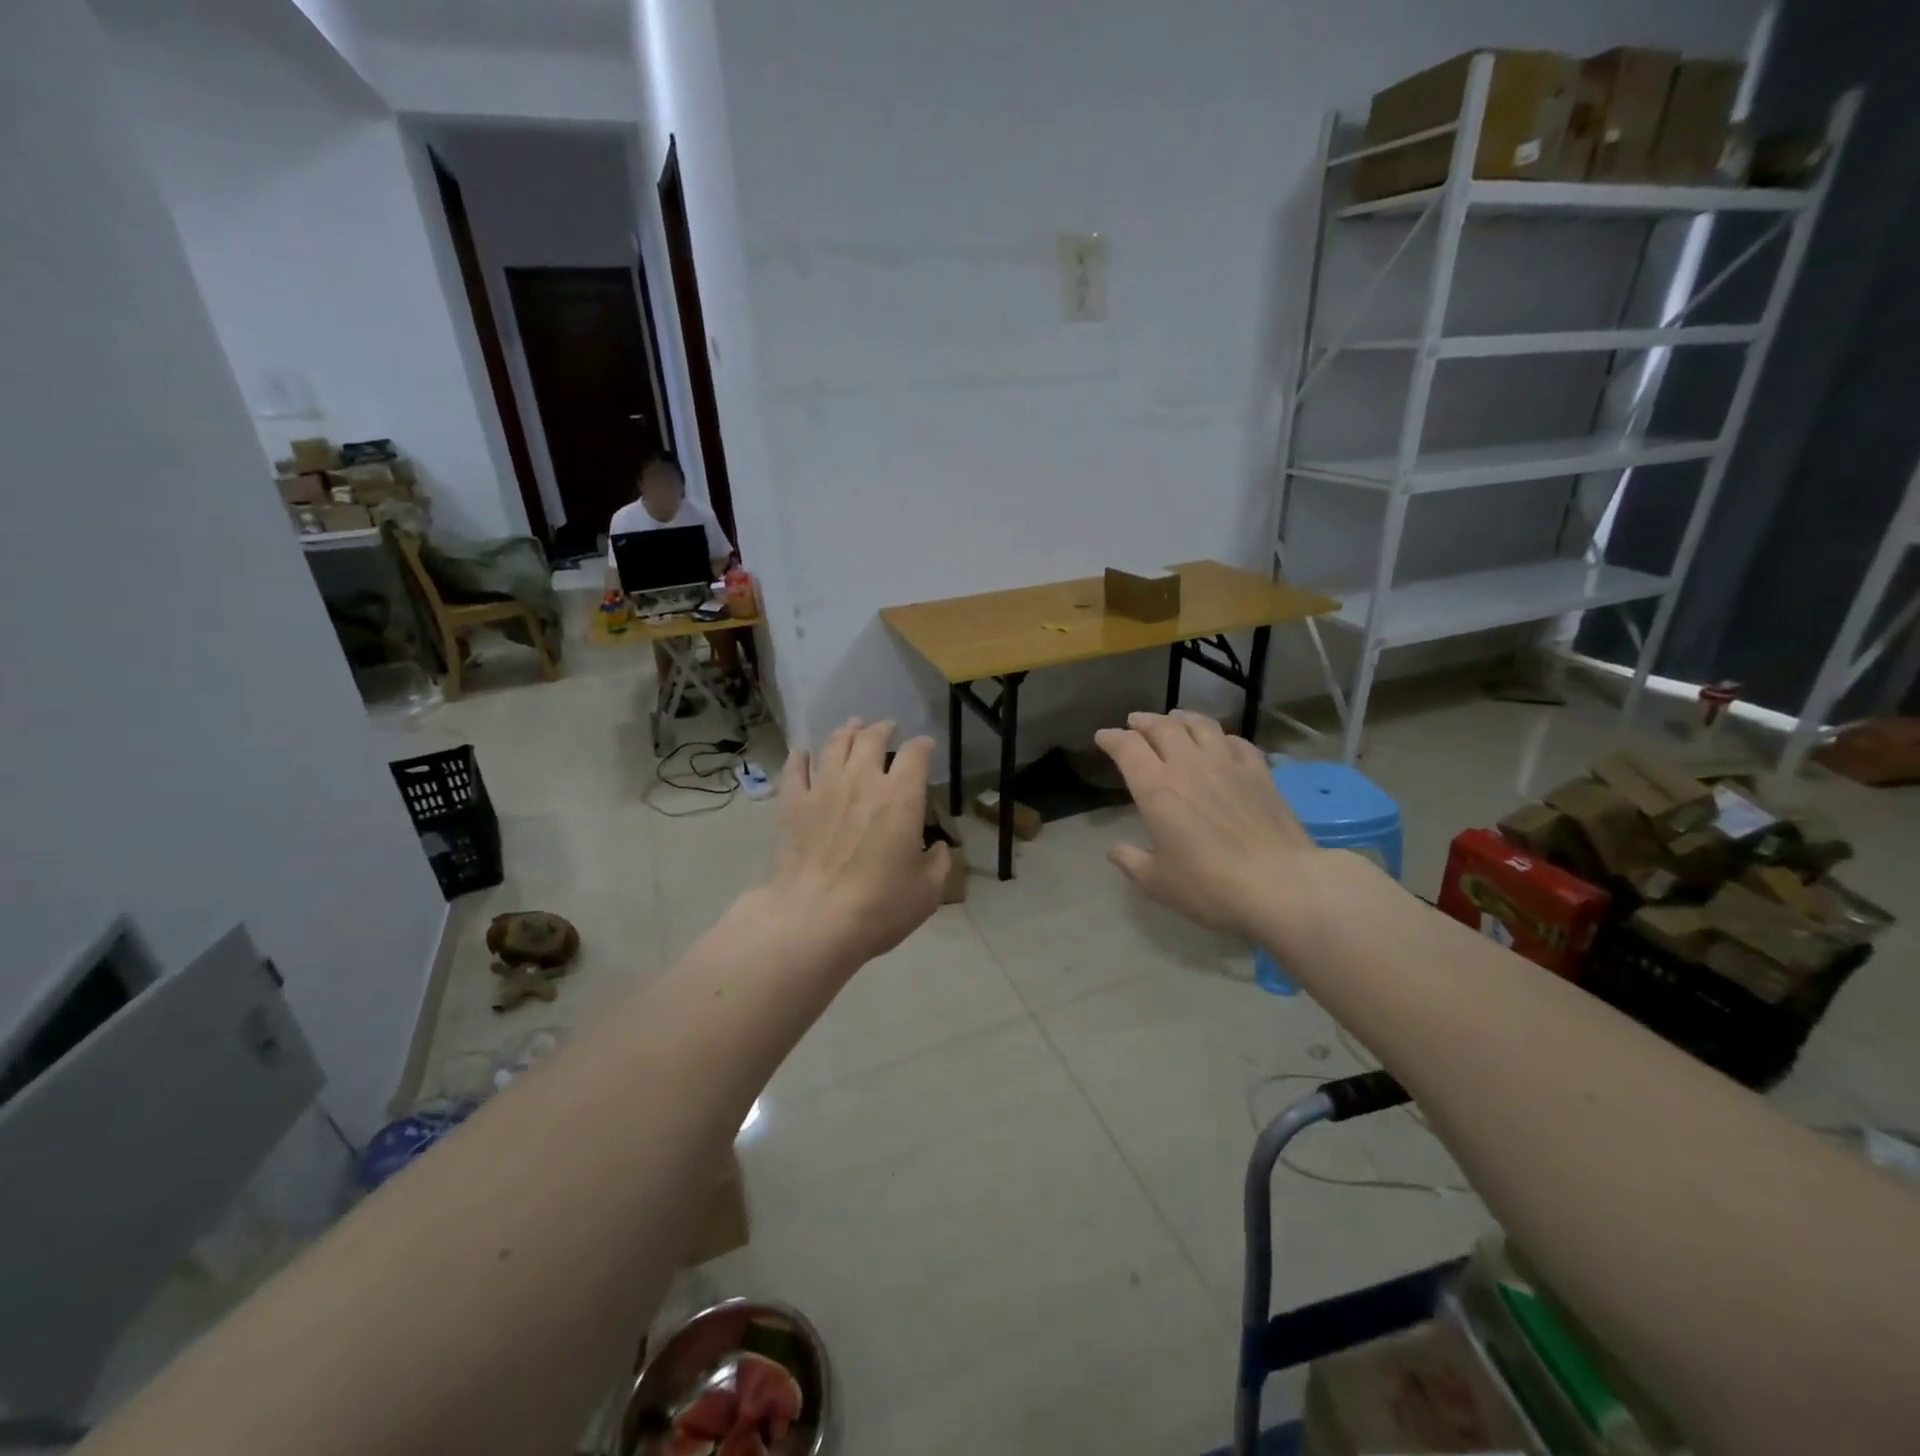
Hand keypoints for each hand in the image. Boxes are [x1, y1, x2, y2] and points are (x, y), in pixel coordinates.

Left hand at [761, 719, 949, 967]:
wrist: (812, 920)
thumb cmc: (879, 906)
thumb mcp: (928, 891)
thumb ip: (939, 862)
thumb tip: (939, 848)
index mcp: (901, 796)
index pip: (916, 754)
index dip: (923, 746)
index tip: (925, 747)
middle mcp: (862, 780)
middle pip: (871, 738)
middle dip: (883, 729)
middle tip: (887, 728)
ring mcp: (822, 788)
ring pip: (834, 744)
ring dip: (846, 731)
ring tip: (852, 726)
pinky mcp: (791, 804)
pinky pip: (795, 768)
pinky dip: (801, 756)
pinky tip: (803, 752)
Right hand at [1093, 711, 1316, 939]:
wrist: (1279, 884)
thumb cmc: (1209, 885)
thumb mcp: (1159, 882)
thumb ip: (1133, 862)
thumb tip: (1114, 852)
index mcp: (1155, 788)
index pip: (1127, 747)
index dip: (1111, 738)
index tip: (1103, 736)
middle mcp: (1188, 765)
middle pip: (1162, 727)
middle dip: (1144, 721)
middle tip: (1135, 722)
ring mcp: (1227, 764)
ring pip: (1200, 725)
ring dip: (1182, 718)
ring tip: (1175, 719)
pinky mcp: (1260, 773)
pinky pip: (1237, 742)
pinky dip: (1222, 737)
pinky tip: (1222, 742)